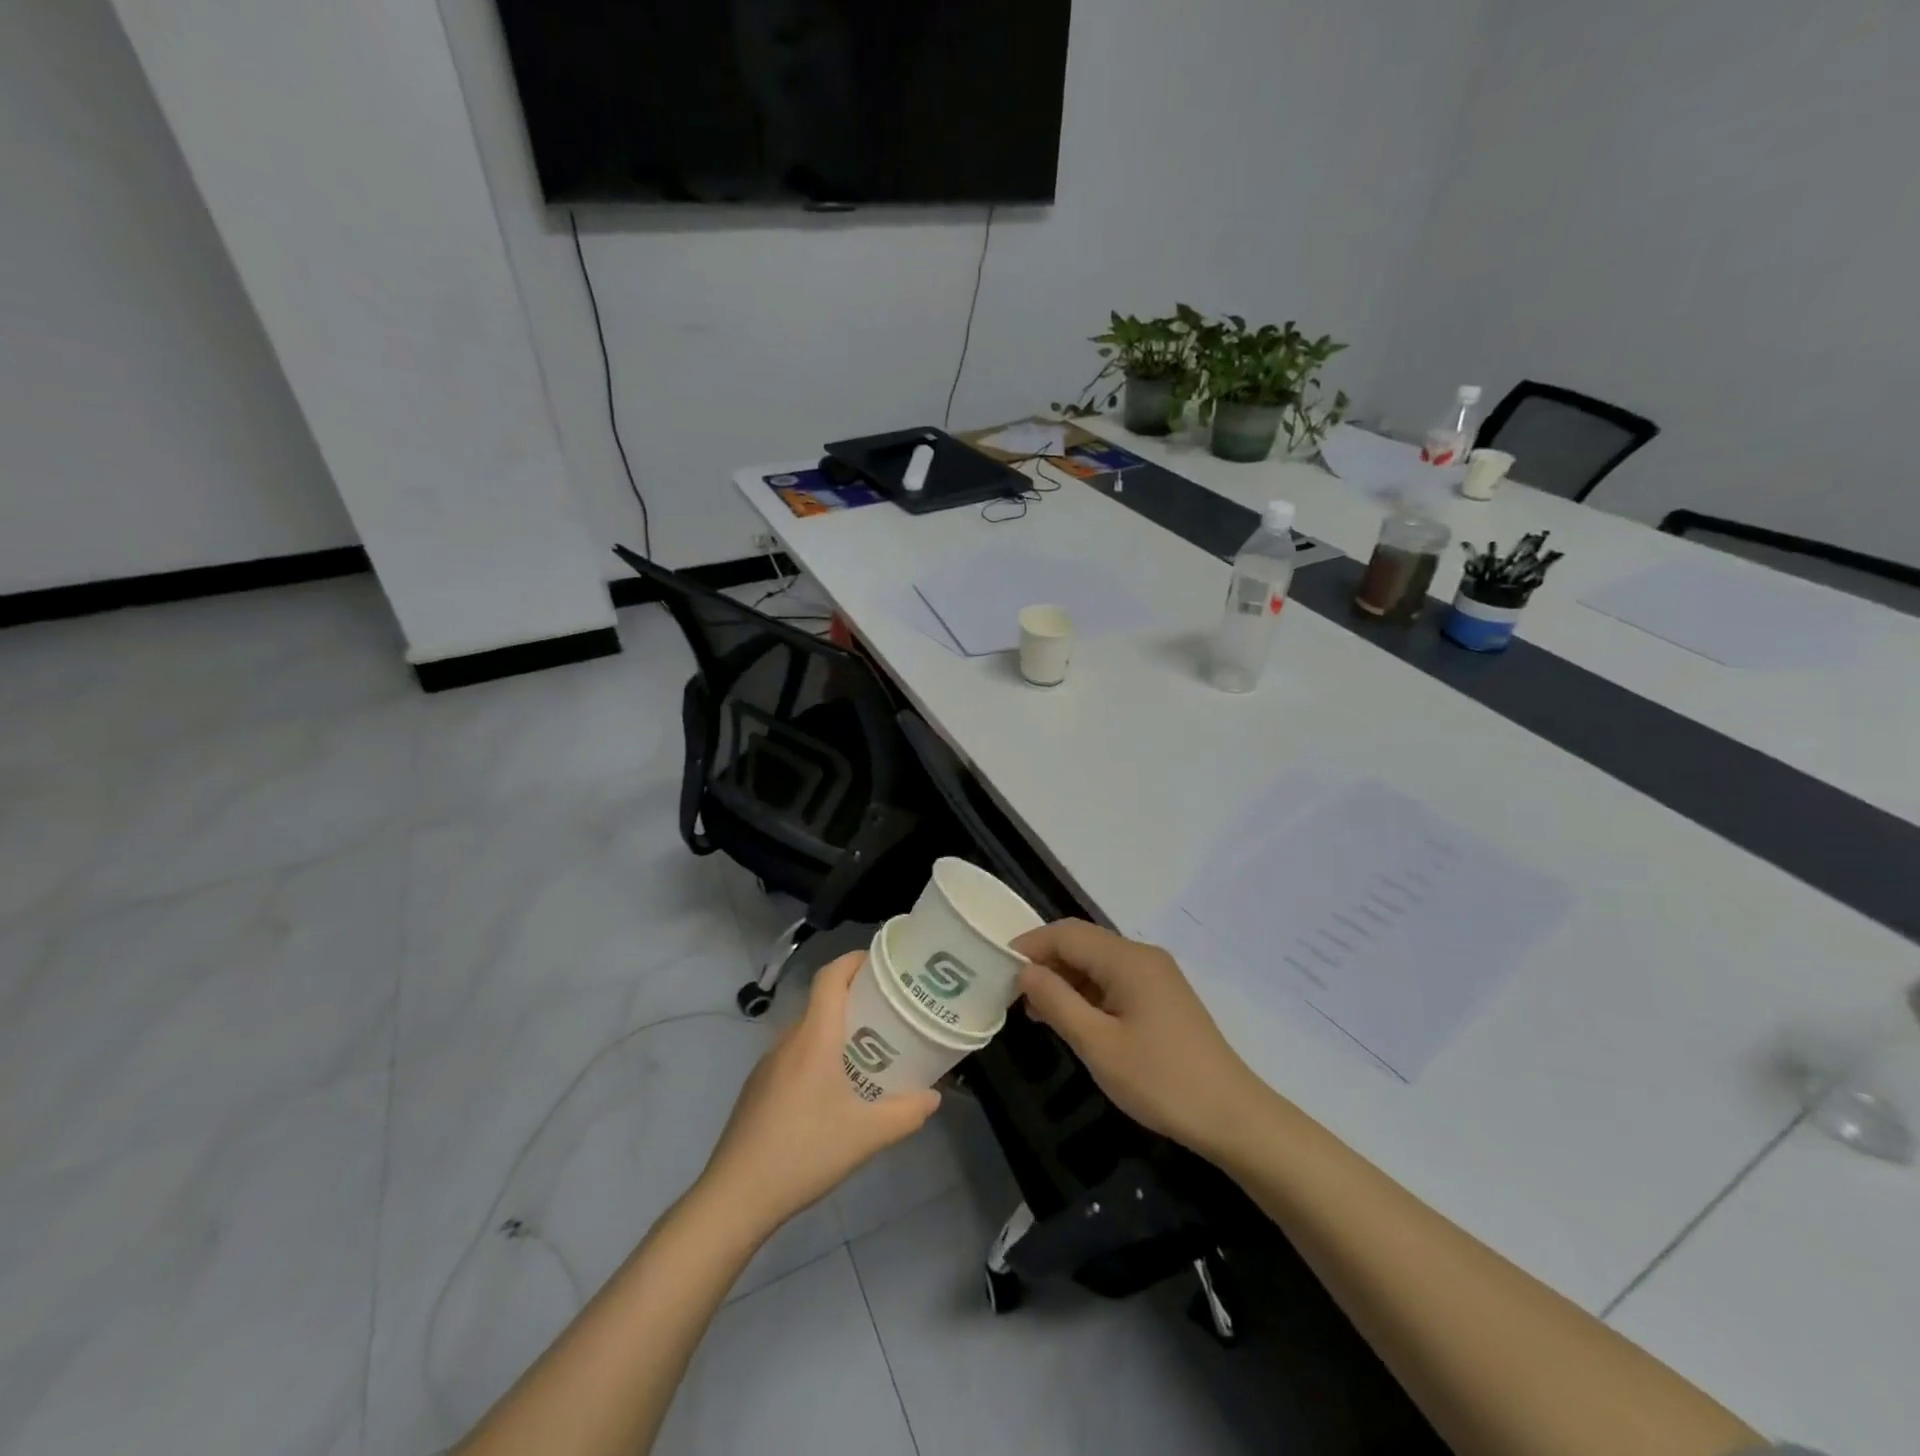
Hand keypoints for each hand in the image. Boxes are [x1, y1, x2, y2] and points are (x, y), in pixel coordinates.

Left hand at [697, 951, 940, 1240]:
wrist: (735, 1196)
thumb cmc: (804, 1153)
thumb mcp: (866, 1136)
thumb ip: (905, 1114)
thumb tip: (933, 1097)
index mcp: (814, 1038)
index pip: (830, 977)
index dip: (854, 960)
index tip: (883, 962)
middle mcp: (789, 1040)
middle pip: (821, 1000)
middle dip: (855, 996)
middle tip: (889, 1009)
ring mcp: (768, 1064)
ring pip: (807, 1029)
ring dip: (836, 1027)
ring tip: (868, 1048)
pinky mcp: (758, 1088)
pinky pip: (794, 1053)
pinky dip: (818, 1052)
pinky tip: (834, 1088)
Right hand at [1014, 920, 1268, 1161]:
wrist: (1232, 1116)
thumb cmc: (1160, 1080)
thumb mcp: (1098, 1045)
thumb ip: (1057, 1002)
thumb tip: (1025, 971)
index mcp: (1127, 959)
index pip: (1066, 933)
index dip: (1030, 945)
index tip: (997, 969)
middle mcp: (1142, 956)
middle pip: (1082, 943)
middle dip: (1045, 962)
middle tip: (1013, 995)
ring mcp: (1156, 976)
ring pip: (1097, 963)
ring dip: (1065, 979)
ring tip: (1037, 1013)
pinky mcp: (1162, 997)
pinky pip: (1114, 981)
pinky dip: (1088, 993)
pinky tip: (1073, 1020)